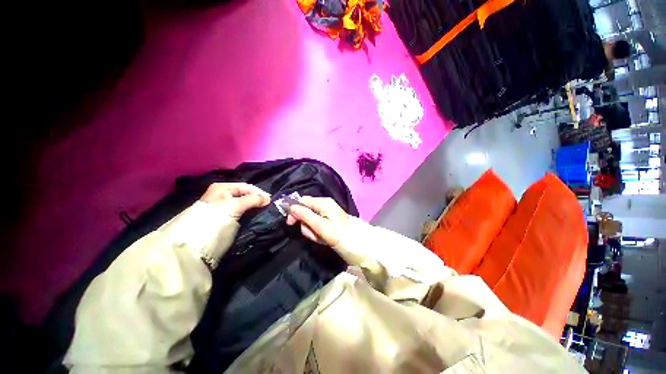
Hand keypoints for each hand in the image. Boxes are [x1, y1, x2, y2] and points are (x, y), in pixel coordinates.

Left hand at [200, 183, 270, 218]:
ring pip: (244, 204)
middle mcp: (223, 195)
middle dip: (257, 200)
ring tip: (264, 211)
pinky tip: (255, 216)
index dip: (259, 193)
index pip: (246, 187)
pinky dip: (249, 213)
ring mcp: (224, 207)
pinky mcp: (226, 218)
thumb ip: (252, 200)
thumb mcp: (234, 206)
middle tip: (268, 206)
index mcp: (222, 188)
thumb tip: (268, 199)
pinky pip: (241, 212)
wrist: (197, 245)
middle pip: (245, 195)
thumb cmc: (215, 219)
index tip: (270, 201)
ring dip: (254, 207)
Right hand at [286, 196, 349, 246]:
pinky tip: (323, 238)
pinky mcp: (328, 221)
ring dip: (312, 231)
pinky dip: (317, 233)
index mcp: (323, 202)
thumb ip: (305, 215)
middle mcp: (324, 205)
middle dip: (306, 225)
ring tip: (320, 237)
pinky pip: (316, 225)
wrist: (355, 244)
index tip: (290, 223)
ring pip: (310, 221)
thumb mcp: (320, 225)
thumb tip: (291, 207)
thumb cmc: (338, 234)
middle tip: (313, 234)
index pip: (302, 200)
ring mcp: (326, 213)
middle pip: (305, 212)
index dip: (294, 210)